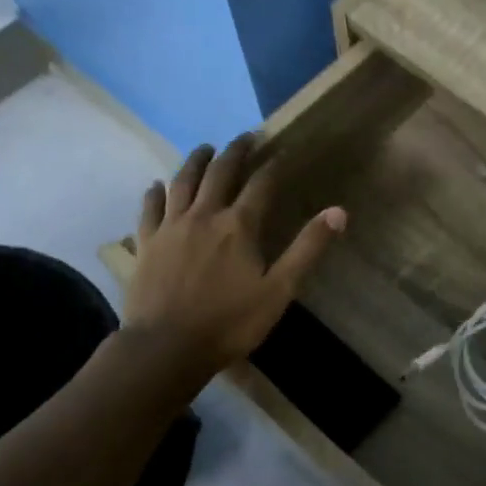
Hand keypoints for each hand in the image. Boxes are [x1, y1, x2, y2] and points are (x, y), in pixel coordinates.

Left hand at [124, 136, 344, 375]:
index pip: (261, 184)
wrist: (166, 348)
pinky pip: (150, 208)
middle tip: (245, 137)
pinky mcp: (147, 243)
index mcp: (239, 226)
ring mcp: (171, 227)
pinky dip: (155, 192)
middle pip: (220, 173)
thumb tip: (338, 212)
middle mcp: (204, 215)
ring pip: (182, 182)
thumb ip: (307, 248)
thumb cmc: (230, 322)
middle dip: (235, 152)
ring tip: (205, 149)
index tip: (282, 151)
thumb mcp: (279, 290)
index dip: (274, 165)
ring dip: (196, 161)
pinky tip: (157, 185)